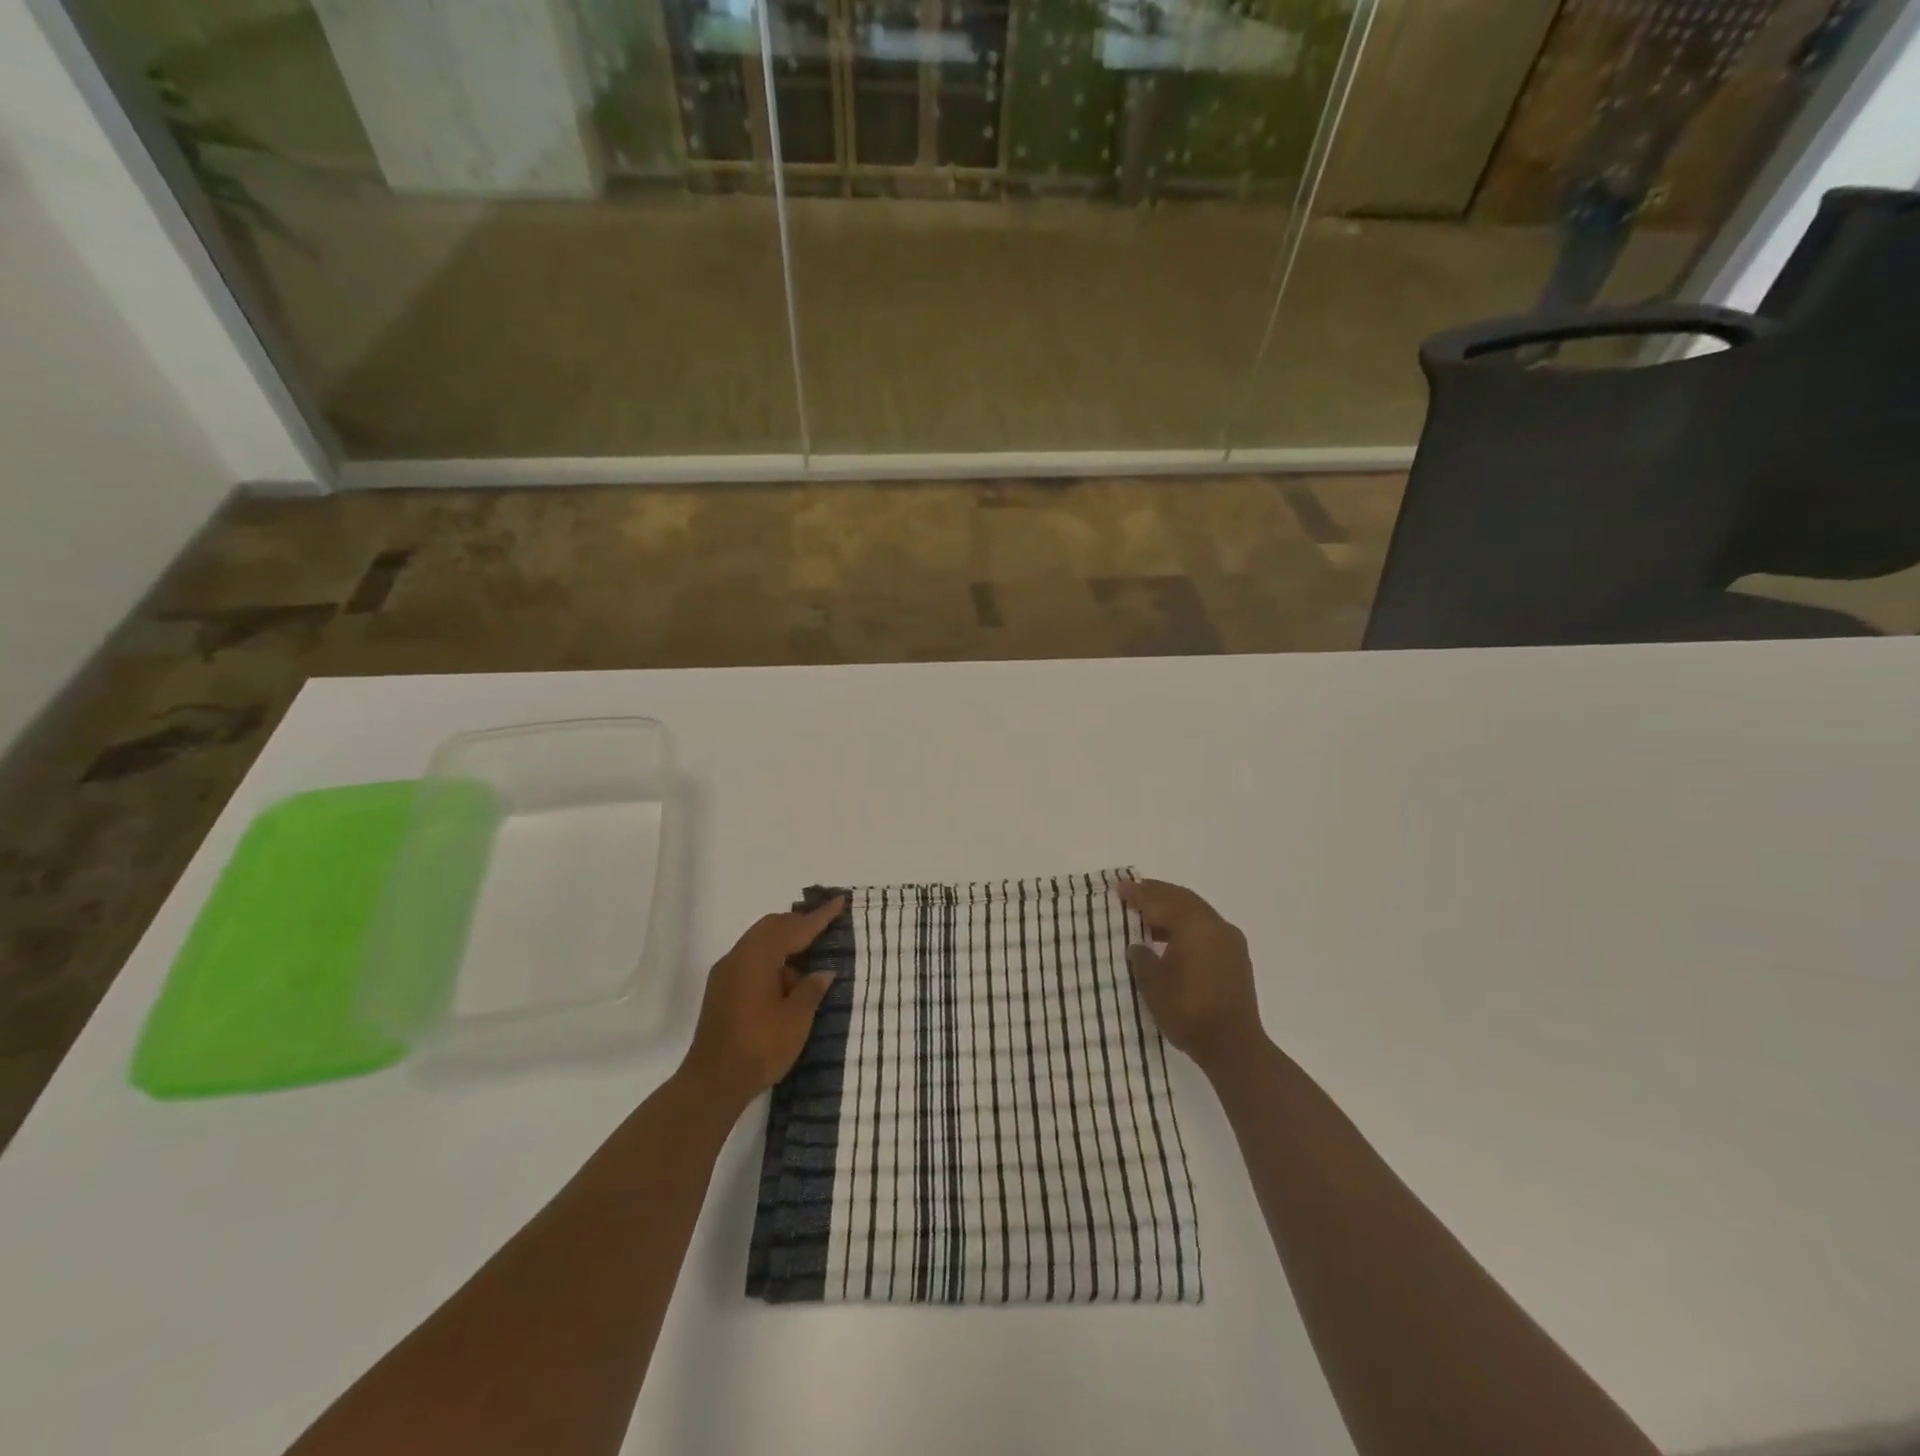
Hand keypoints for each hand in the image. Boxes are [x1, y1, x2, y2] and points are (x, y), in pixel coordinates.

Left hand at [680, 897, 845, 1111]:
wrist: (712, 1084)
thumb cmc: (759, 1047)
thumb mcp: (795, 1019)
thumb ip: (811, 989)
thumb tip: (822, 972)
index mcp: (756, 957)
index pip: (793, 928)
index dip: (818, 917)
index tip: (839, 902)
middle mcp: (737, 957)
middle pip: (771, 928)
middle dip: (798, 925)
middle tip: (825, 926)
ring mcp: (725, 974)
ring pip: (759, 943)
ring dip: (784, 944)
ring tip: (809, 958)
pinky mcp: (721, 991)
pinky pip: (750, 960)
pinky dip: (771, 960)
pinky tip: (787, 981)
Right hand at [1119, 878, 1266, 1077]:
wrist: (1234, 1046)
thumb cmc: (1188, 1011)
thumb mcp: (1153, 984)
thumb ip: (1142, 958)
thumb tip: (1139, 946)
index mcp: (1193, 924)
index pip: (1160, 901)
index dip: (1138, 894)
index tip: (1120, 889)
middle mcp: (1215, 924)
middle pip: (1182, 899)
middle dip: (1157, 893)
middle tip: (1134, 891)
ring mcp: (1230, 940)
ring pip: (1197, 912)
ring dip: (1173, 908)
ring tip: (1149, 915)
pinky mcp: (1236, 957)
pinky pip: (1207, 927)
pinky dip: (1187, 923)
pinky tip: (1172, 937)